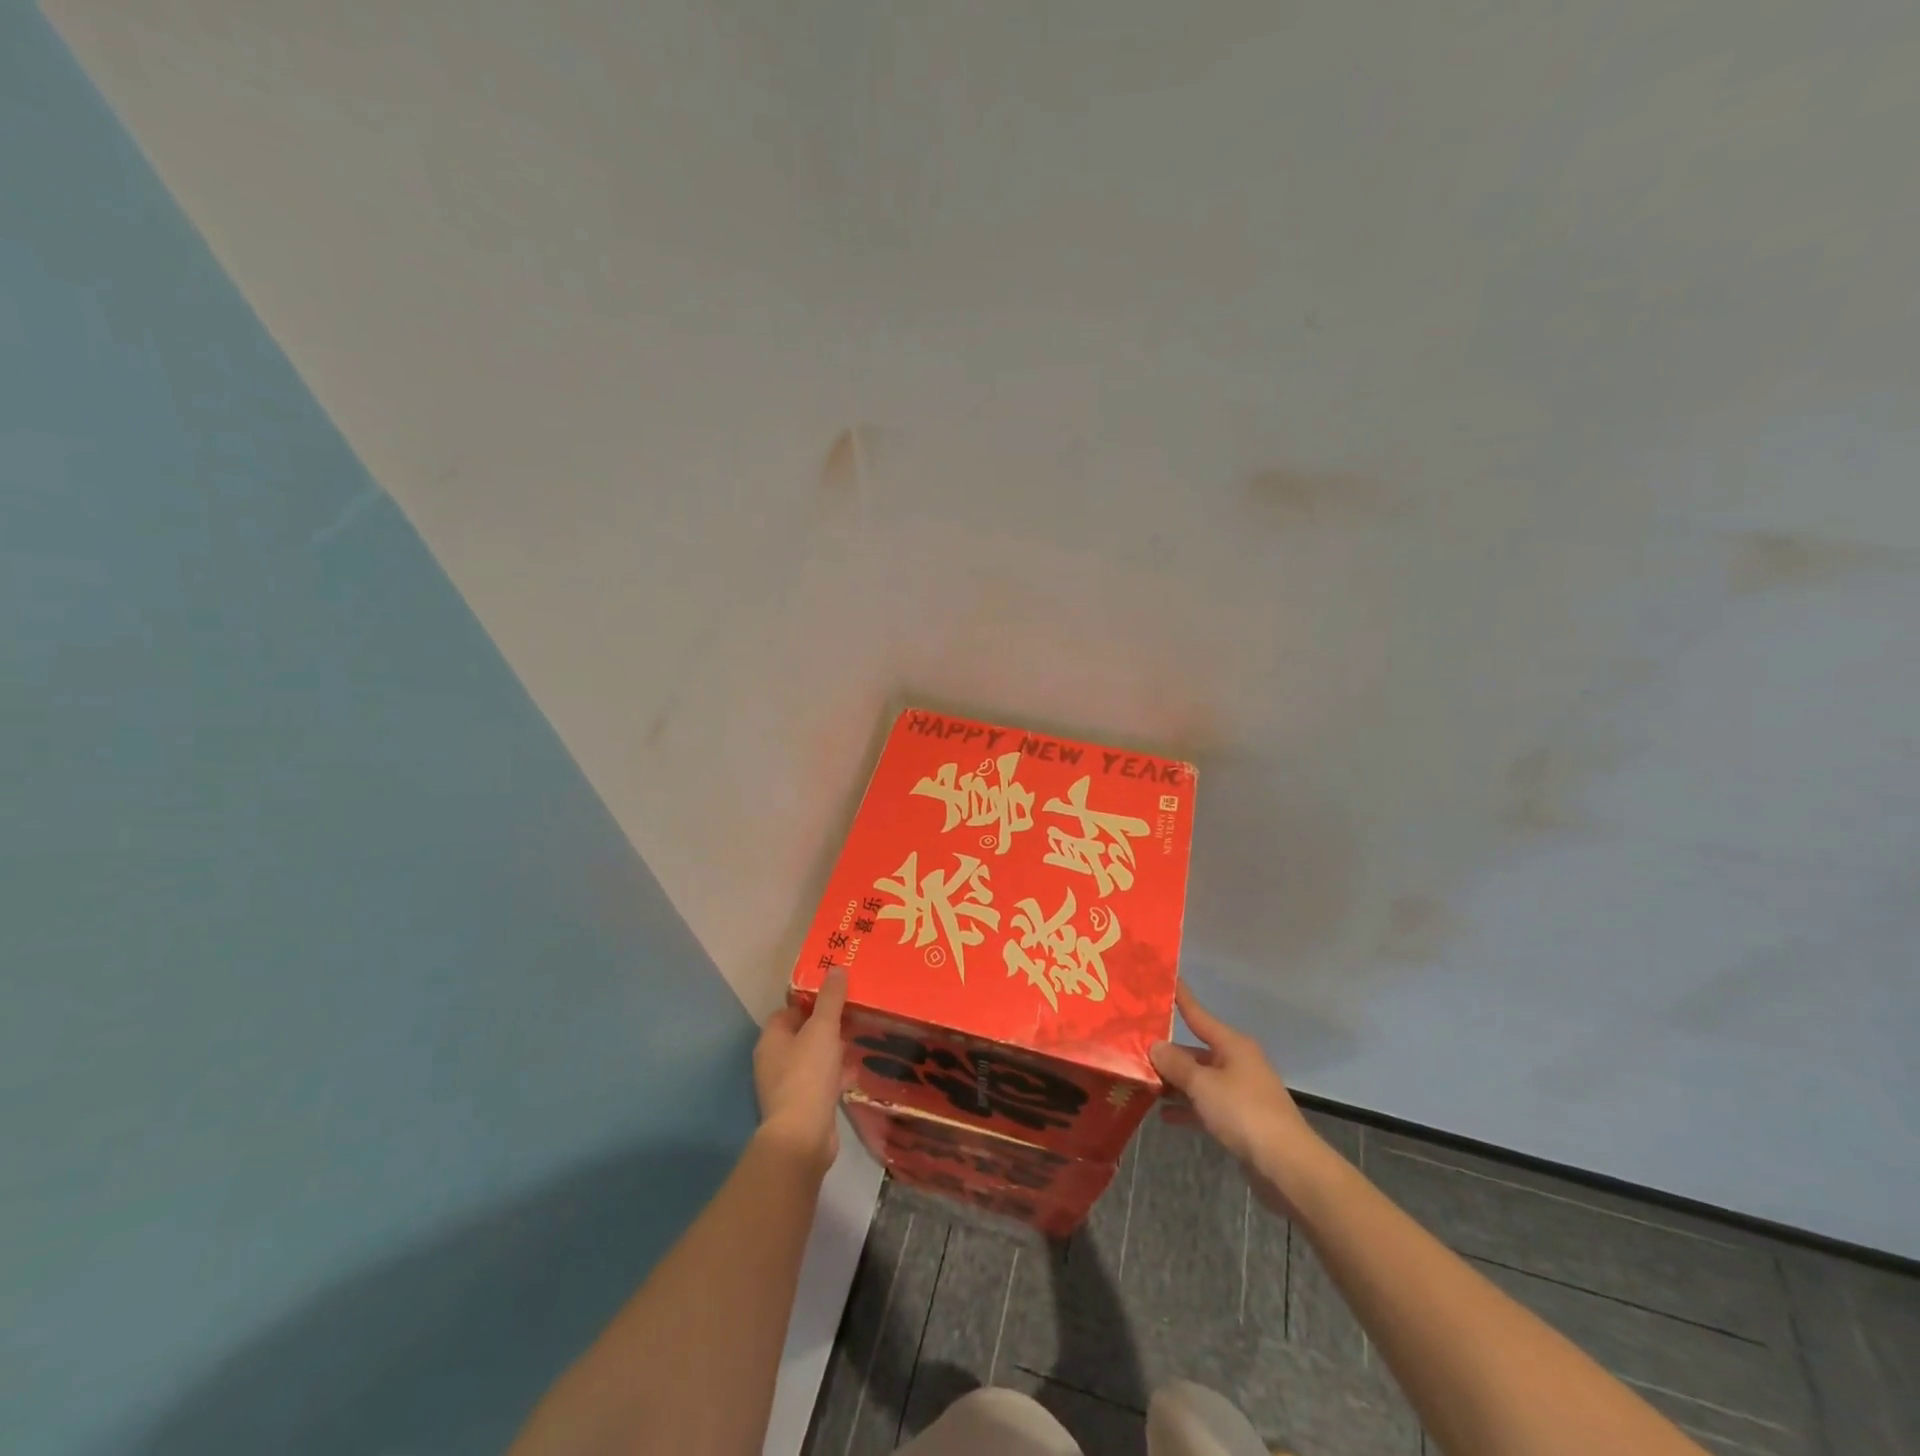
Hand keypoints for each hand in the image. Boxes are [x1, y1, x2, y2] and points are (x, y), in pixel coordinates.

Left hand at [753, 968, 848, 1172]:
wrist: (803, 1137)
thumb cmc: (808, 1075)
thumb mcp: (823, 1029)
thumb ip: (830, 999)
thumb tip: (836, 968)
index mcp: (772, 1039)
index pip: (789, 1010)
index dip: (811, 1000)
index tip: (836, 993)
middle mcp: (774, 1060)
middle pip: (802, 1033)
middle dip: (826, 1024)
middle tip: (854, 1012)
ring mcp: (788, 1085)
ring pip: (814, 1058)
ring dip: (834, 1049)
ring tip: (860, 1037)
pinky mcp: (804, 1106)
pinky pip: (822, 1081)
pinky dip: (837, 1073)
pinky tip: (857, 1069)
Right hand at [1150, 981, 1326, 1214]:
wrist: (1287, 1166)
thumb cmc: (1243, 1113)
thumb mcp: (1203, 1085)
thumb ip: (1176, 1064)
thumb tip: (1155, 1045)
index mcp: (1232, 1045)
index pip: (1198, 1015)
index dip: (1181, 998)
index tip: (1164, 980)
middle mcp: (1236, 1063)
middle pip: (1195, 1050)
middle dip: (1167, 1052)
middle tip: (1133, 1046)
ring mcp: (1239, 1092)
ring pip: (1199, 1079)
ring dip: (1174, 1082)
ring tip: (1141, 1081)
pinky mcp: (1239, 1120)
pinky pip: (1206, 1105)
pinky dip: (1187, 1108)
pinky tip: (1164, 1115)